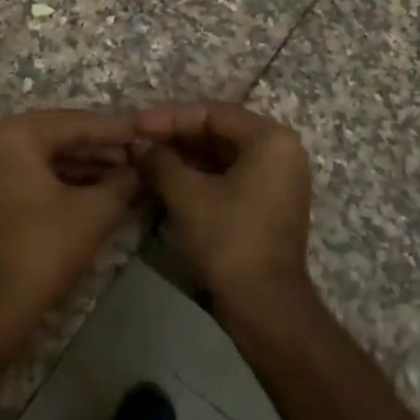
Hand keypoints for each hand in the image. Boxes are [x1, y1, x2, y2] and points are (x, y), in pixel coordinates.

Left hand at [0, 109, 140, 336]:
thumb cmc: (42, 248)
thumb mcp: (94, 212)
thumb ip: (121, 183)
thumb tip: (136, 172)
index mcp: (16, 135)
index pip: (76, 122)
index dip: (116, 129)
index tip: (147, 132)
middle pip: (59, 137)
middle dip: (101, 148)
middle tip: (138, 156)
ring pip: (46, 159)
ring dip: (85, 167)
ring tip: (125, 177)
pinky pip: (33, 178)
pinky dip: (64, 183)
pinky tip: (97, 195)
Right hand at [135, 103, 311, 309]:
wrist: (265, 304)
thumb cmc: (229, 239)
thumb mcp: (187, 195)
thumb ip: (161, 161)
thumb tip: (141, 146)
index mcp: (271, 139)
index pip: (214, 114)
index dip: (171, 117)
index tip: (137, 124)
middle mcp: (282, 151)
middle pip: (221, 131)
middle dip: (178, 136)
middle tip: (140, 139)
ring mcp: (279, 178)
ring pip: (225, 155)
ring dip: (187, 156)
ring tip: (148, 158)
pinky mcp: (271, 202)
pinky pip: (233, 175)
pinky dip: (202, 175)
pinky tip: (169, 178)